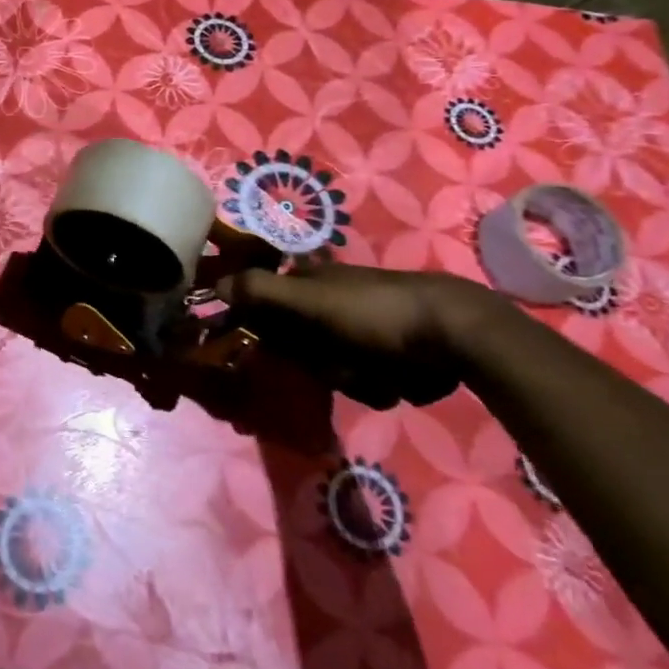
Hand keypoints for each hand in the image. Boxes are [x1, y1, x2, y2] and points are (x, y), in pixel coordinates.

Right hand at [217, 261, 491, 408]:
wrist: (455, 333)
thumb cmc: (374, 312)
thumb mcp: (311, 300)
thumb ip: (260, 291)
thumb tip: (212, 285)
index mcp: (308, 284)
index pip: (264, 310)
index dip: (260, 333)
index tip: (263, 357)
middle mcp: (329, 304)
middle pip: (298, 349)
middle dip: (315, 365)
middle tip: (331, 367)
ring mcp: (359, 330)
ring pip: (330, 370)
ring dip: (348, 379)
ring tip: (372, 374)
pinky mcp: (387, 355)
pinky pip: (364, 382)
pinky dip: (376, 385)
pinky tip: (394, 379)